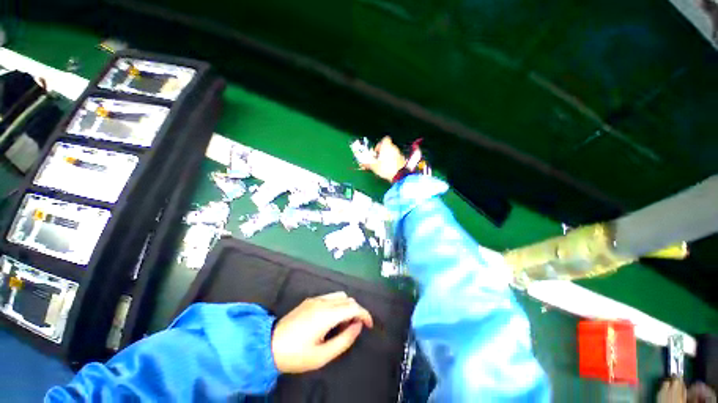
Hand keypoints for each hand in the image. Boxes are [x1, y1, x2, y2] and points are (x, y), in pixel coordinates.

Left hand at [271, 291, 373, 373]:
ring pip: (340, 296)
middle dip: (356, 311)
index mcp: (326, 314)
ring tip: (343, 324)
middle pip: (348, 299)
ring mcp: (315, 299)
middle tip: (354, 329)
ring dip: (347, 306)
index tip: (369, 325)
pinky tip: (331, 319)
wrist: (268, 345)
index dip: (365, 314)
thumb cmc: (296, 355)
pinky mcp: (309, 300)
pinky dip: (337, 304)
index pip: (353, 307)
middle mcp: (323, 302)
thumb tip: (357, 326)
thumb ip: (344, 339)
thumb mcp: (322, 355)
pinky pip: (330, 297)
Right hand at [360, 136, 406, 181]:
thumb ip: (368, 164)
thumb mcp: (375, 167)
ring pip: (392, 152)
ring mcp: (399, 153)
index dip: (380, 144)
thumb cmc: (386, 168)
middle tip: (378, 159)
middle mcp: (394, 148)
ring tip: (383, 164)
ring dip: (387, 156)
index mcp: (387, 146)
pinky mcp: (402, 160)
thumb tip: (362, 163)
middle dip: (383, 152)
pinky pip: (396, 157)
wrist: (400, 175)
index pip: (385, 139)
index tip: (376, 151)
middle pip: (388, 146)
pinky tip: (389, 167)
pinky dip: (392, 160)